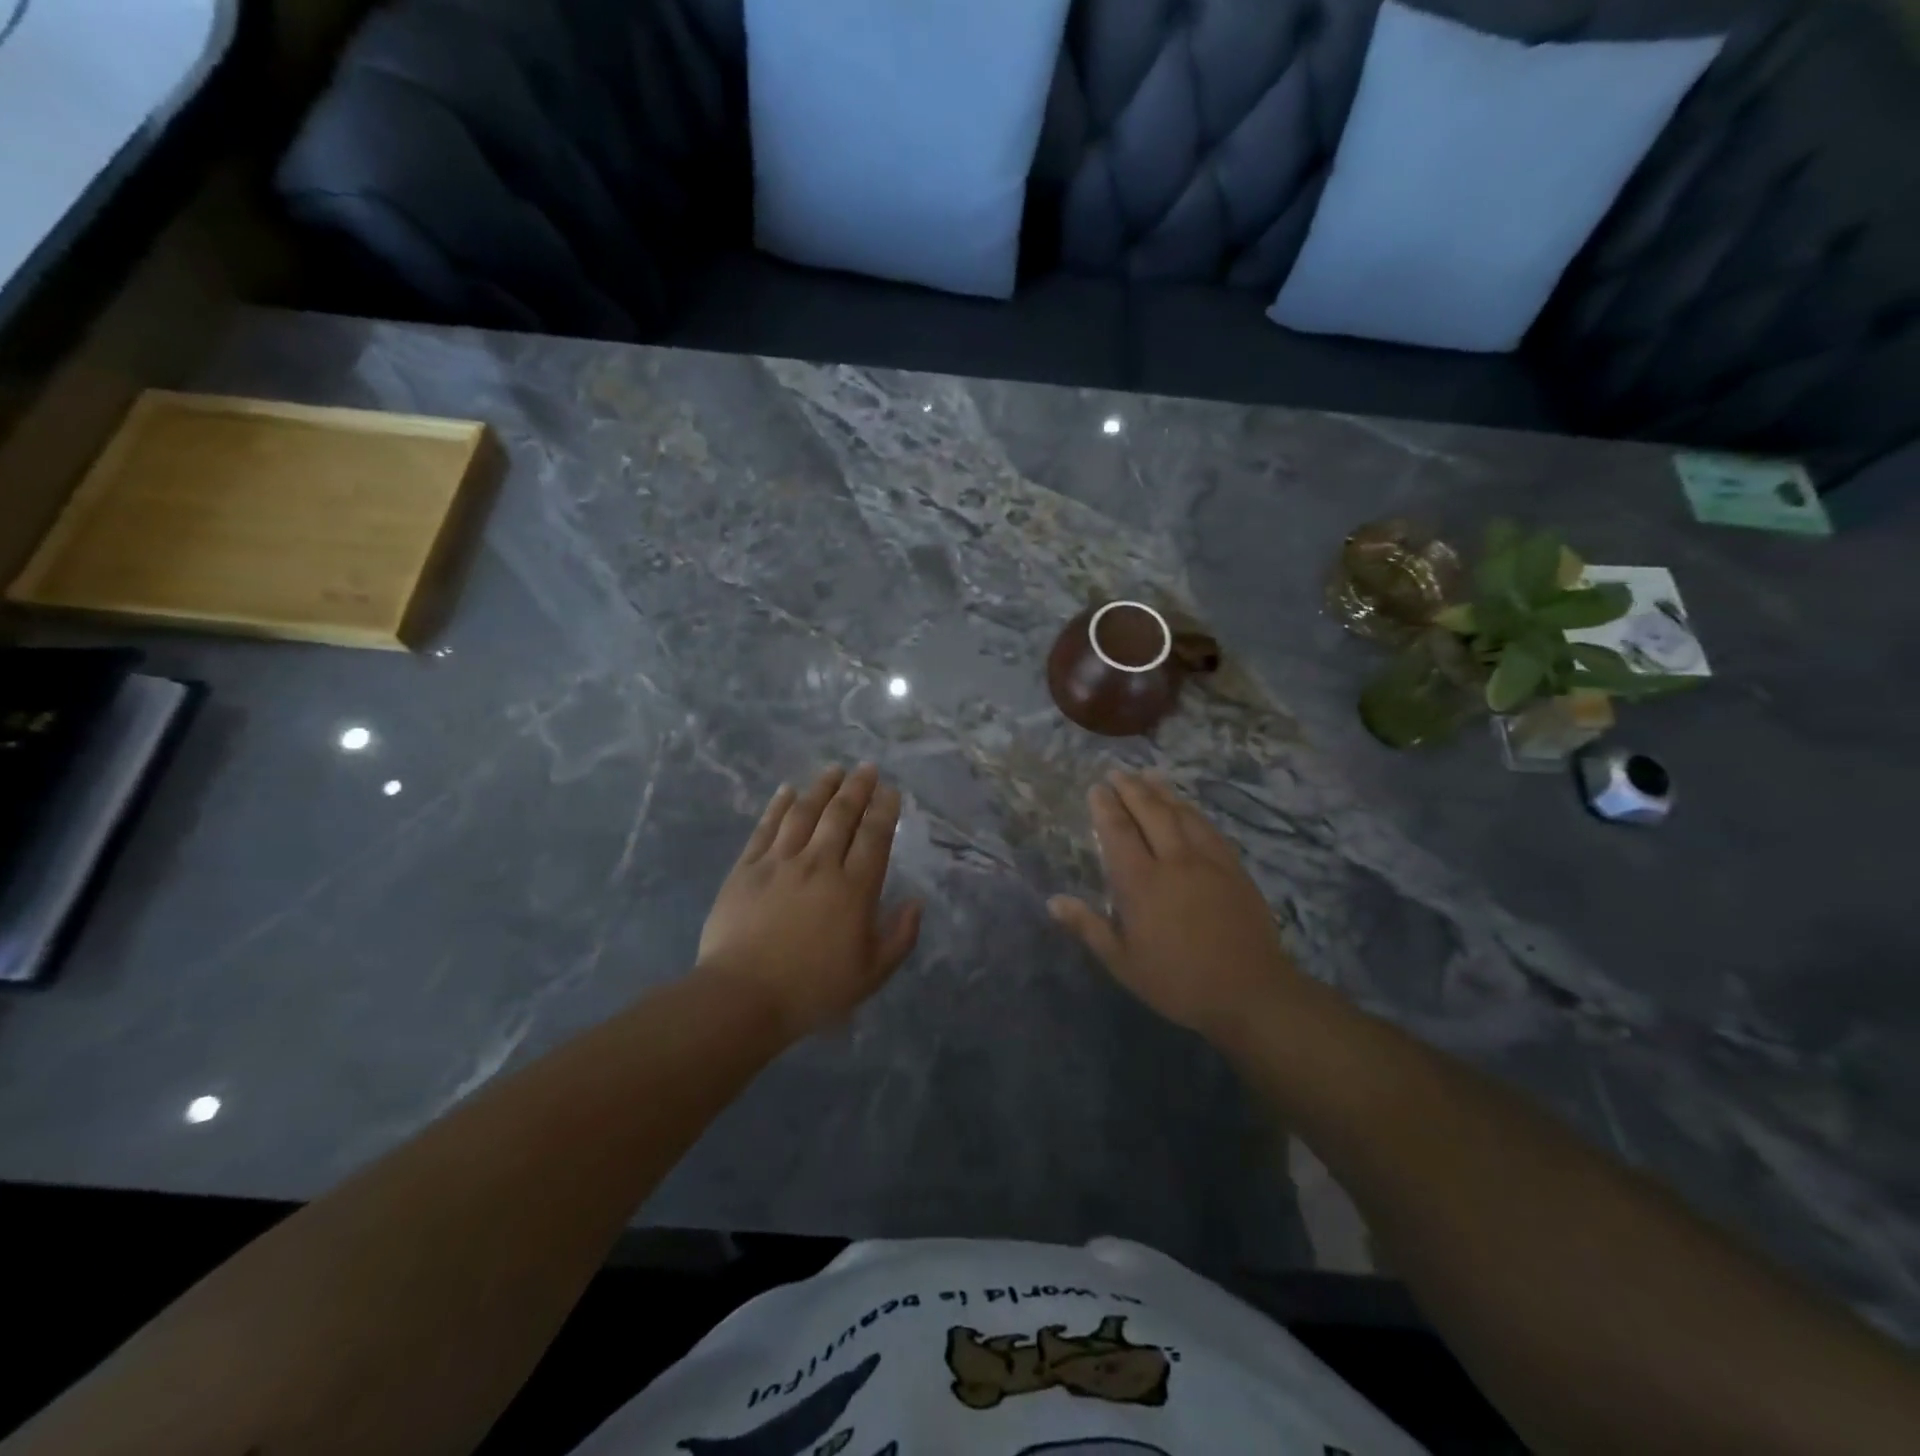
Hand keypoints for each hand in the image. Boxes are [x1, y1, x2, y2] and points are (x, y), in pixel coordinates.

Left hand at [698, 764, 921, 1040]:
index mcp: (854, 887)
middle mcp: (819, 864)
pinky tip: (787, 790)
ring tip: (834, 769)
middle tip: (867, 768)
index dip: (884, 809)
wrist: (743, 996)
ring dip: (822, 787)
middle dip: (857, 787)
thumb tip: (917, 902)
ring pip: (804, 812)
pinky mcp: (747, 868)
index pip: (874, 836)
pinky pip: (766, 827)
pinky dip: (779, 805)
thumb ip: (900, 936)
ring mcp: (780, 862)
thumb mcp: (871, 973)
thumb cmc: (813, 989)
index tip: (890, 791)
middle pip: (841, 814)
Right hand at [1048, 770, 1304, 1040]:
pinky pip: (1209, 828)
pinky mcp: (1234, 868)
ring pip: (1182, 814)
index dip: (1106, 807)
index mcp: (1141, 883)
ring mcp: (1208, 861)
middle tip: (1118, 772)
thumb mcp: (1123, 963)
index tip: (1096, 788)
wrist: (1250, 992)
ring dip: (1162, 791)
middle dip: (1131, 788)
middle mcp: (1174, 861)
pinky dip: (1193, 811)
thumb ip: (1088, 927)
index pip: (1119, 831)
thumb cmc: (1178, 982)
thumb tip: (1053, 900)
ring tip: (1149, 775)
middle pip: (1151, 812)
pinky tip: (1187, 807)